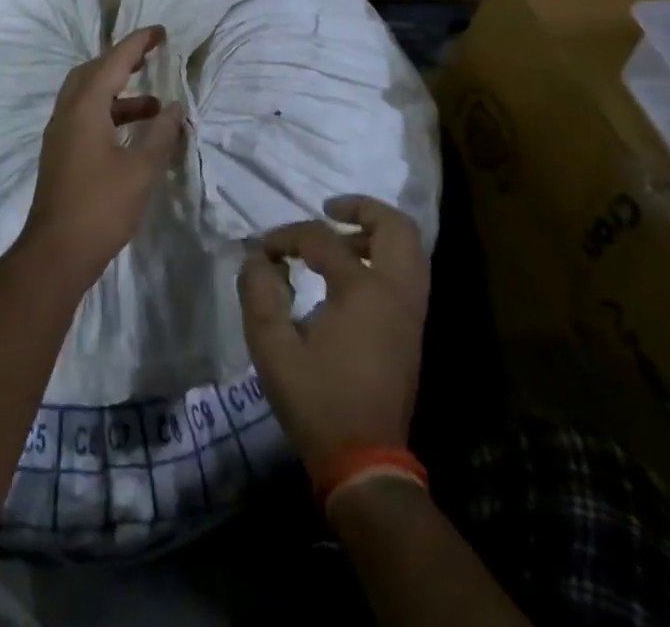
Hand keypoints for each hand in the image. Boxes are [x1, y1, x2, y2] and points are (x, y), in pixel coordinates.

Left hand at [21, 25, 185, 291]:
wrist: (56, 251)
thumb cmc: (102, 206)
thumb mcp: (142, 169)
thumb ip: (161, 134)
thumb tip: (174, 107)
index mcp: (85, 107)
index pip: (113, 62)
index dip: (137, 44)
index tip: (160, 32)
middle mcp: (67, 112)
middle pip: (93, 72)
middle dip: (122, 62)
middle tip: (150, 59)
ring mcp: (60, 133)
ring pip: (88, 96)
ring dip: (119, 93)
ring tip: (154, 106)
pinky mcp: (61, 153)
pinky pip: (85, 116)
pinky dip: (109, 113)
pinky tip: (132, 133)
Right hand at [236, 196, 429, 473]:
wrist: (365, 463)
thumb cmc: (316, 401)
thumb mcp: (271, 347)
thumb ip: (259, 292)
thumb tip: (257, 258)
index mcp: (364, 291)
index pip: (322, 239)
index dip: (286, 236)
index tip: (262, 250)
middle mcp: (396, 293)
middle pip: (396, 227)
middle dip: (362, 208)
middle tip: (328, 209)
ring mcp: (411, 313)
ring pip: (410, 249)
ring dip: (376, 232)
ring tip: (338, 238)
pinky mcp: (412, 330)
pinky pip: (408, 273)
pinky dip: (383, 256)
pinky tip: (349, 271)